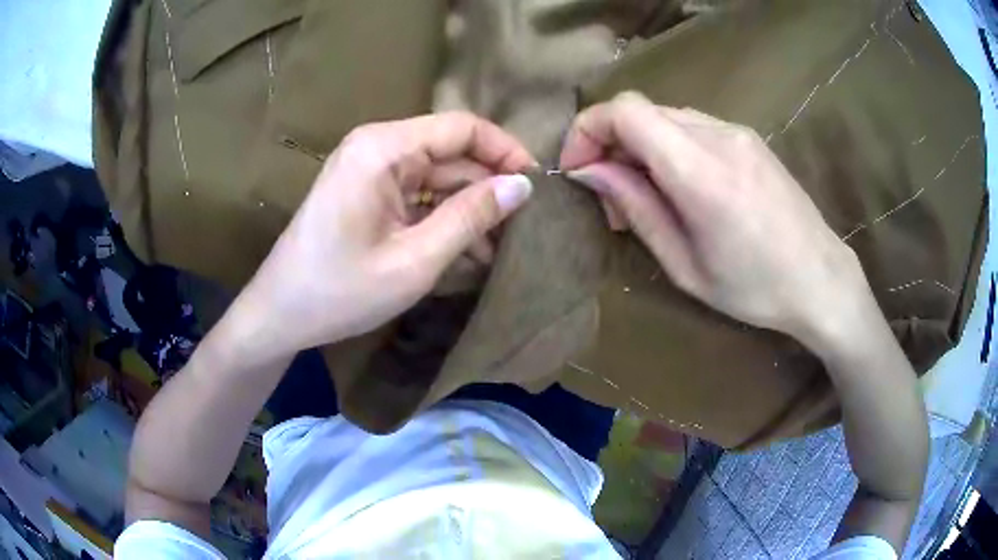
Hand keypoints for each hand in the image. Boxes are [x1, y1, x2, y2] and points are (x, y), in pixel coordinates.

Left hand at [243, 113, 534, 357]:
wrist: (279, 315)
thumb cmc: (340, 292)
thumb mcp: (415, 260)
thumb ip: (471, 217)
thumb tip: (523, 186)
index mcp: (383, 149)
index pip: (463, 128)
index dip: (505, 151)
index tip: (538, 186)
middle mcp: (377, 147)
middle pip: (451, 153)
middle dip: (489, 188)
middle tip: (526, 227)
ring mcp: (371, 170)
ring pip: (438, 178)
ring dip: (469, 209)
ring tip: (503, 248)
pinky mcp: (368, 193)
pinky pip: (418, 196)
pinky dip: (444, 219)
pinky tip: (469, 251)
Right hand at [561, 92, 868, 345]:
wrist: (821, 279)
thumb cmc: (755, 288)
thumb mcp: (685, 266)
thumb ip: (637, 208)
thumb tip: (590, 171)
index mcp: (701, 172)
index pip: (625, 112)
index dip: (588, 130)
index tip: (577, 169)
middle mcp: (718, 135)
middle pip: (640, 110)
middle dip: (610, 144)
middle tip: (612, 198)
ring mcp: (736, 131)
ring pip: (664, 116)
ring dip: (639, 146)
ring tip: (646, 197)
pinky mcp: (747, 137)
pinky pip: (691, 126)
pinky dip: (668, 146)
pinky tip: (679, 186)